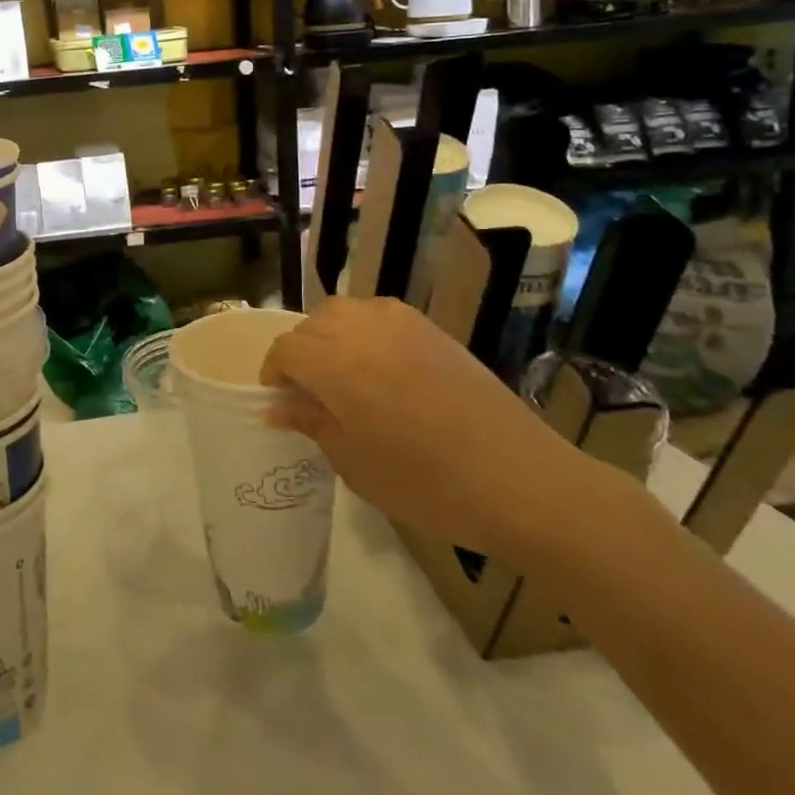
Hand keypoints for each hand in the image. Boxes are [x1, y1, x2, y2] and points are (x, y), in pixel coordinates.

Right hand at [259, 297, 621, 566]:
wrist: (519, 480)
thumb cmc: (426, 483)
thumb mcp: (353, 463)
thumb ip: (311, 423)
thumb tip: (277, 406)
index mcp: (336, 364)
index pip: (285, 349)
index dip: (274, 373)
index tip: (280, 402)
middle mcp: (363, 330)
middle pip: (312, 324)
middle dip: (300, 353)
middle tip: (310, 394)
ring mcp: (402, 324)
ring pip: (345, 312)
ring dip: (330, 335)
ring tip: (342, 375)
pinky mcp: (432, 329)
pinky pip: (380, 315)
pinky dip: (364, 331)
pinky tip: (380, 367)